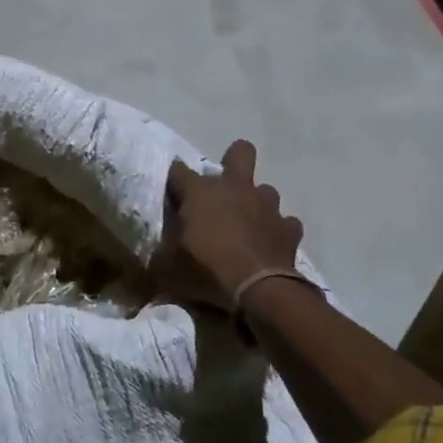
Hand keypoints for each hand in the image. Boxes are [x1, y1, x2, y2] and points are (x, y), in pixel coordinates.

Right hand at [153, 139, 303, 309]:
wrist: (258, 291)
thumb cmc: (206, 271)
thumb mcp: (166, 267)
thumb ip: (161, 253)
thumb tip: (153, 255)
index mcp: (200, 192)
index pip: (178, 171)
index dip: (174, 181)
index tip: (172, 196)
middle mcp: (236, 188)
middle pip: (240, 152)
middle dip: (232, 161)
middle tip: (222, 189)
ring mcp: (267, 205)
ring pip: (265, 189)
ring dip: (256, 203)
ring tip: (247, 224)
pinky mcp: (289, 228)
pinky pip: (285, 222)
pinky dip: (277, 230)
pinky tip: (269, 244)